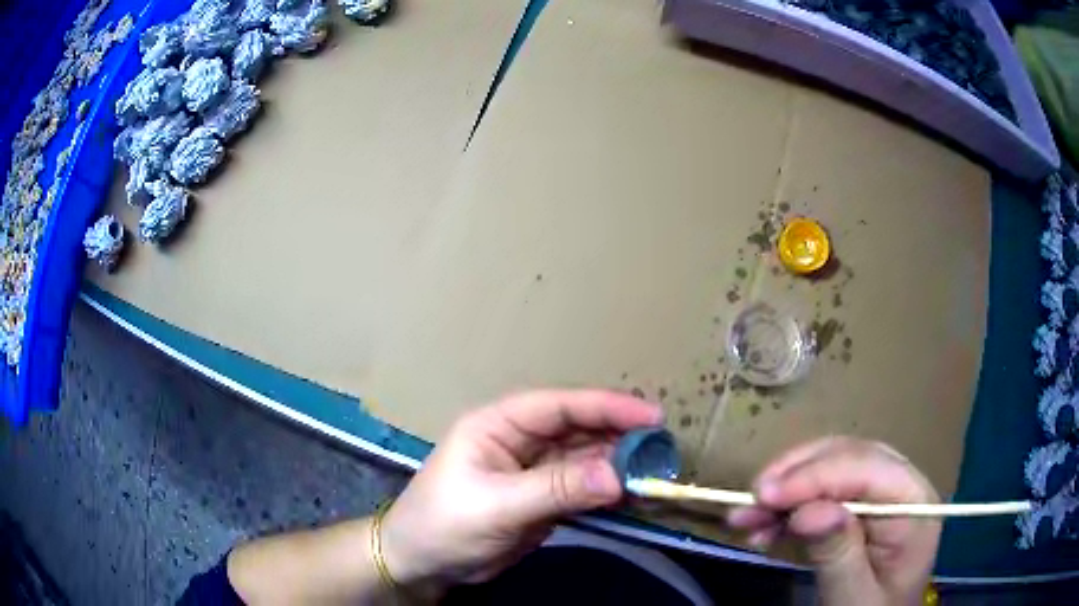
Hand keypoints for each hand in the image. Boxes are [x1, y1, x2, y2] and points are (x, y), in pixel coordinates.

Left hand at [380, 390, 663, 591]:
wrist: (422, 563)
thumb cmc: (444, 524)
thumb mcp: (498, 506)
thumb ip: (557, 489)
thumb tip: (618, 475)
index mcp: (499, 425)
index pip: (559, 407)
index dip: (606, 407)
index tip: (651, 417)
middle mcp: (519, 441)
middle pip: (578, 430)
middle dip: (619, 437)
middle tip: (662, 450)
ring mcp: (533, 471)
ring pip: (584, 459)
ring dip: (617, 465)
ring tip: (655, 472)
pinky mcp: (542, 498)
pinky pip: (582, 488)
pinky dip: (607, 491)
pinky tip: (632, 494)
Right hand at [727, 437, 940, 605]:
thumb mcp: (854, 595)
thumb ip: (839, 553)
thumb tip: (808, 511)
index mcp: (914, 503)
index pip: (867, 469)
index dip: (815, 476)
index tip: (763, 495)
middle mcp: (903, 483)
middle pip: (849, 456)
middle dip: (796, 475)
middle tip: (749, 500)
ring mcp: (883, 488)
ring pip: (833, 465)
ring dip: (787, 487)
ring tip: (746, 516)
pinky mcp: (863, 500)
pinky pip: (824, 487)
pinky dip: (790, 503)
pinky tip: (765, 526)